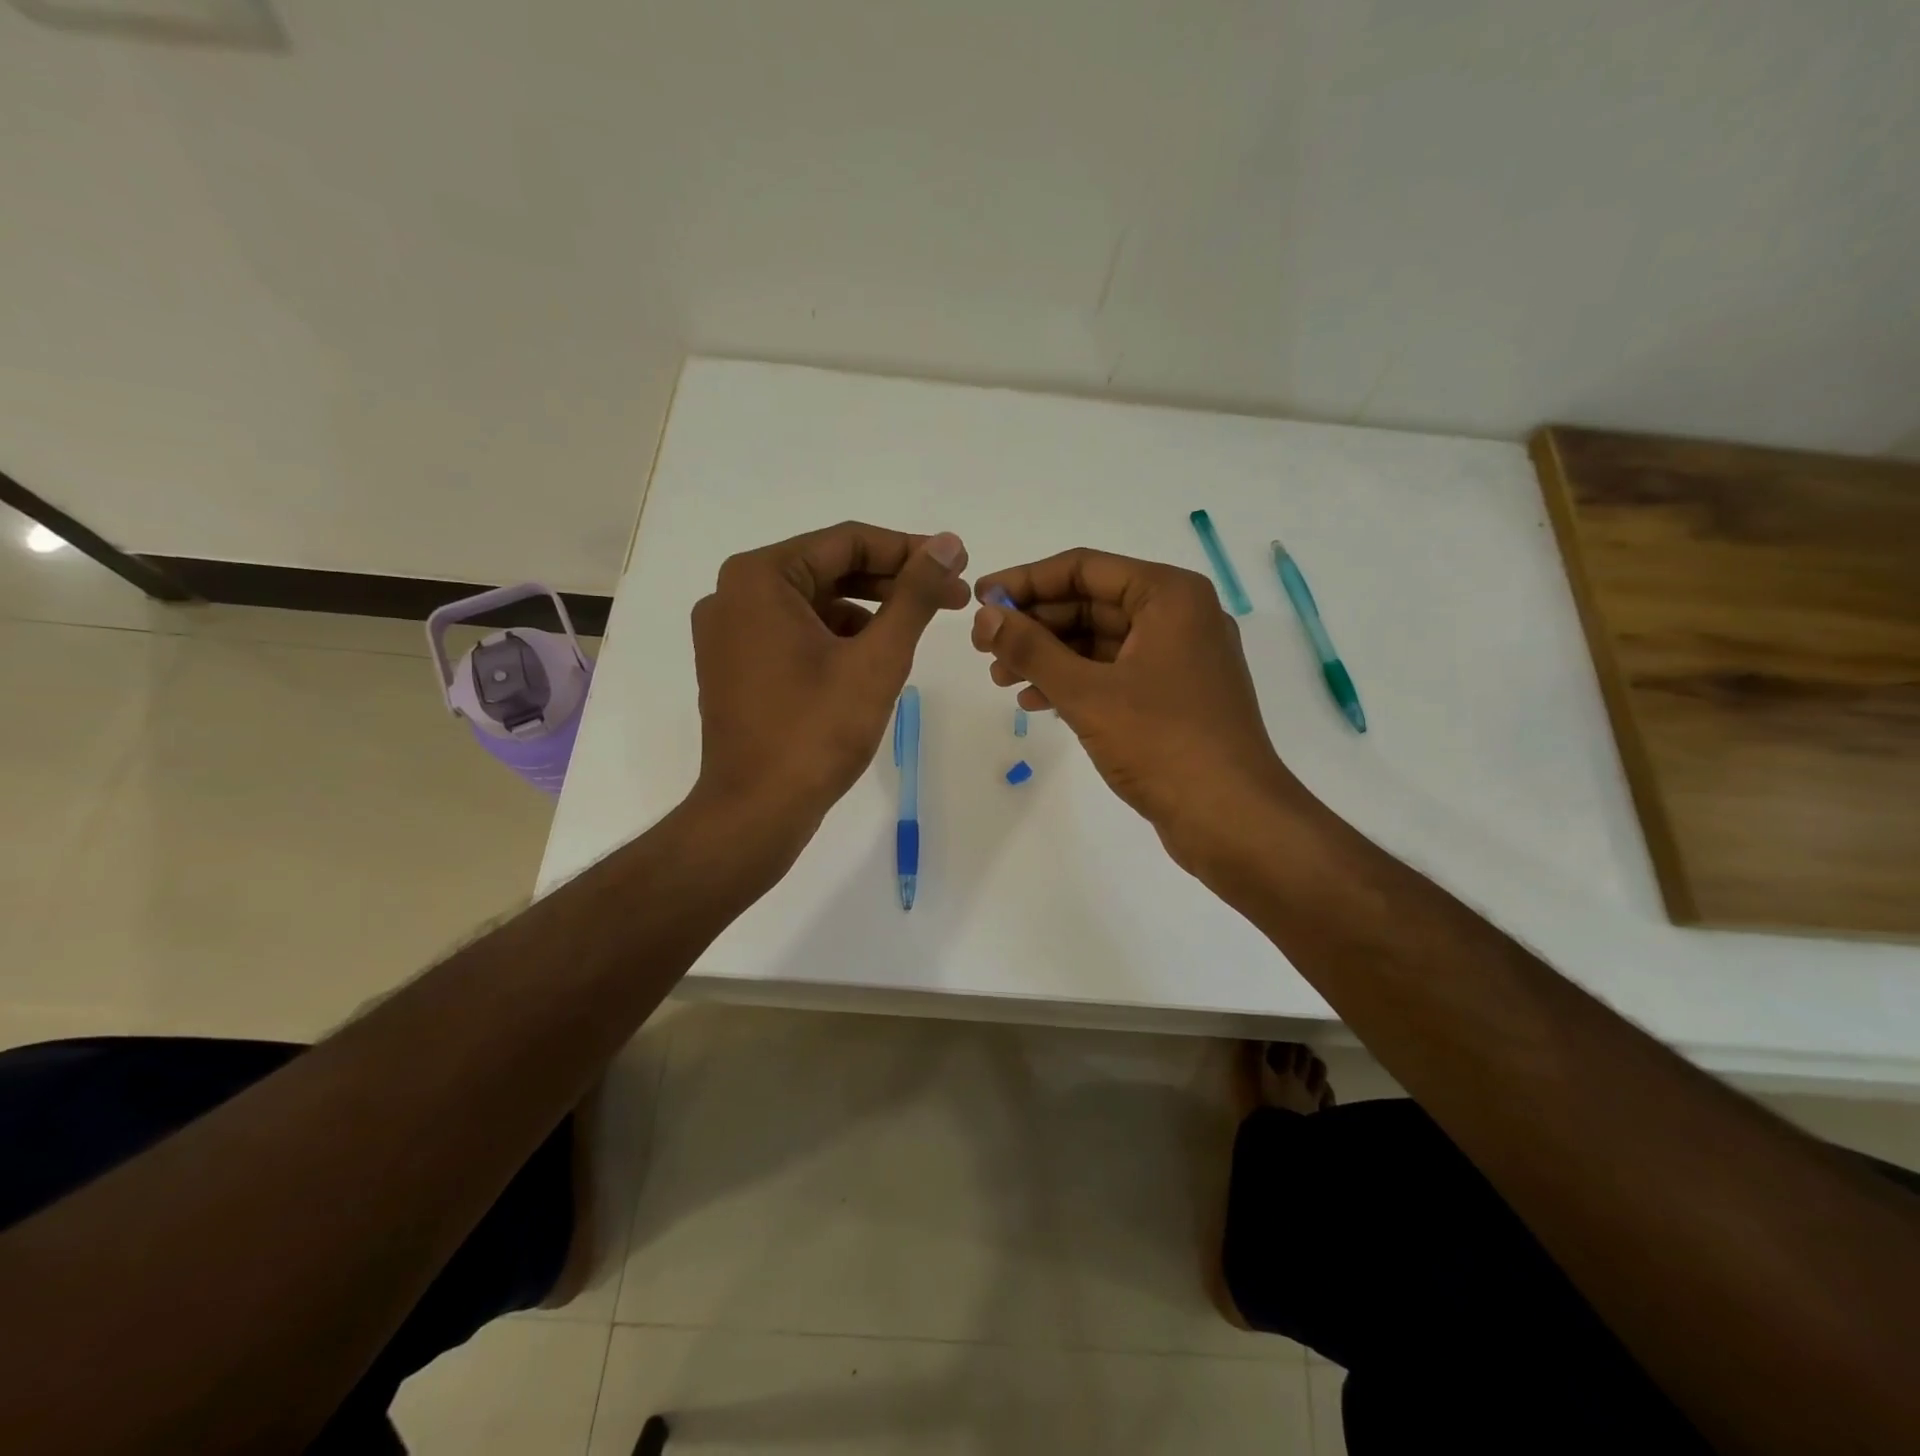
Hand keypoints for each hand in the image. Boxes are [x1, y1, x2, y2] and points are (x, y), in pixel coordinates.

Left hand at [691, 522, 969, 839]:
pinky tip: (874, 659)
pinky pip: (794, 633)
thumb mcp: (878, 658)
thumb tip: (947, 543)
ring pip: (813, 604)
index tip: (957, 565)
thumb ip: (915, 595)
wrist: (756, 812)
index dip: (909, 551)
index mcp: (759, 577)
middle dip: (893, 583)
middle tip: (953, 598)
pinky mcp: (735, 666)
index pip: (847, 541)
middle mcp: (733, 594)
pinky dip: (836, 638)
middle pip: (829, 570)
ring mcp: (729, 632)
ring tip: (917, 631)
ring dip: (868, 611)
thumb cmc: (817, 731)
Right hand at [971, 548, 1313, 871]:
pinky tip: (1036, 702)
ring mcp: (1179, 659)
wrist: (1232, 818)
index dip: (1026, 581)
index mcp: (1169, 595)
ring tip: (1001, 679)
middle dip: (1035, 625)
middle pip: (1091, 602)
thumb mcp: (1087, 693)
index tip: (981, 599)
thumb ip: (1031, 650)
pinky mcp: (1175, 696)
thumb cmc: (1162, 743)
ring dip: (1049, 657)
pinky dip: (1076, 682)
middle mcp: (1179, 616)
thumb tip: (985, 617)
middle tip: (985, 646)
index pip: (1084, 568)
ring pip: (1100, 641)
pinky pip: (1115, 673)